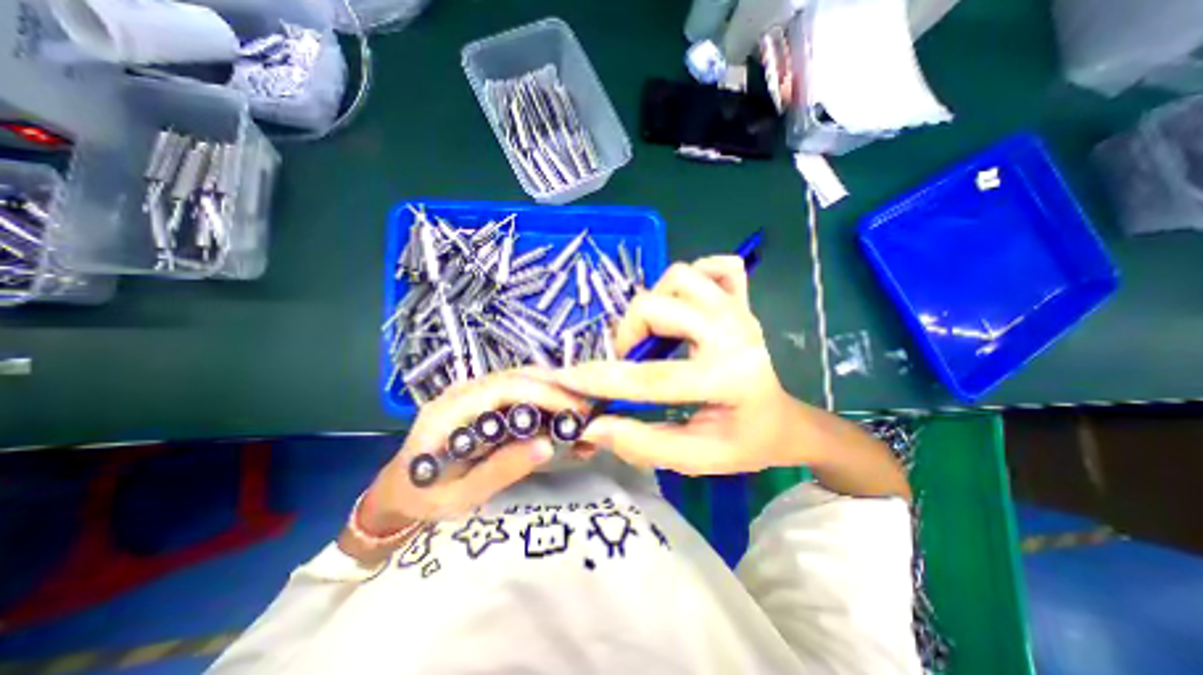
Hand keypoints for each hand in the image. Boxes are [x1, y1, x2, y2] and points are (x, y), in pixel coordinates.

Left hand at [357, 369, 587, 532]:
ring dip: (552, 388)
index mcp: (450, 410)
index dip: (545, 393)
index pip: (504, 388)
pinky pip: (517, 386)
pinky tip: (558, 408)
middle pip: (517, 375)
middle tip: (586, 410)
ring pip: (520, 376)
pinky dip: (542, 394)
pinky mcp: (481, 396)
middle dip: (556, 388)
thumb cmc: (426, 497)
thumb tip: (547, 445)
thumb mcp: (461, 496)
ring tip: (577, 410)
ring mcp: (471, 389)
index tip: (576, 411)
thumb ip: (501, 470)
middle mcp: (462, 390)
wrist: (399, 489)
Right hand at [547, 252, 806, 475]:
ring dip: (655, 302)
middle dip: (627, 333)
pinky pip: (715, 267)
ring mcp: (739, 310)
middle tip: (627, 358)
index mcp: (728, 379)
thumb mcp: (694, 458)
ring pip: (679, 276)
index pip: (651, 377)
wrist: (783, 421)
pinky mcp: (741, 301)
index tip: (565, 378)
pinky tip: (686, 306)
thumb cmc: (743, 443)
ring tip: (655, 333)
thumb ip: (642, 444)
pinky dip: (693, 279)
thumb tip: (593, 427)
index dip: (601, 379)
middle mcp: (734, 333)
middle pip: (656, 306)